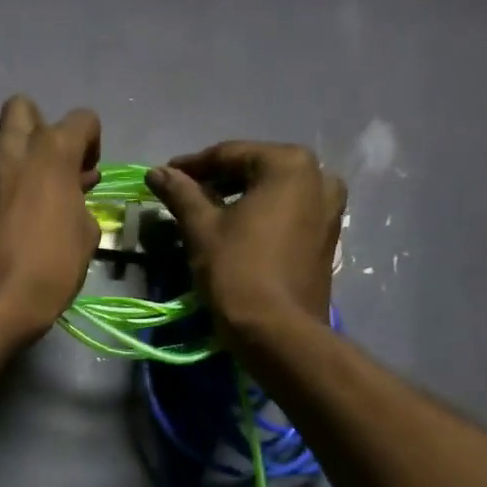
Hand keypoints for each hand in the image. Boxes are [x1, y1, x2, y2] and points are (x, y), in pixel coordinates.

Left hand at [0, 96, 101, 340]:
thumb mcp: (86, 236)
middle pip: (22, 108)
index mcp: (49, 152)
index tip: (90, 174)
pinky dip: (1, 191)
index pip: (81, 119)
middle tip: (54, 166)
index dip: (91, 142)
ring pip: (1, 148)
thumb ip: (82, 202)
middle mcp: (10, 152)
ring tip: (34, 202)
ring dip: (18, 163)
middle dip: (41, 127)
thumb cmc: (49, 268)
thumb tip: (73, 194)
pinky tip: (11, 224)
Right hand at [148, 142, 345, 341]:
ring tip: (204, 213)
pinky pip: (287, 212)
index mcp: (289, 164)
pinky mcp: (327, 236)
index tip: (163, 175)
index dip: (192, 166)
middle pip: (254, 169)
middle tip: (182, 194)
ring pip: (272, 192)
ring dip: (238, 198)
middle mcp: (318, 176)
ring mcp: (329, 207)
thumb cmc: (237, 270)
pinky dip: (259, 214)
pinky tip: (233, 229)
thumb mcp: (201, 227)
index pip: (229, 154)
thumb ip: (180, 192)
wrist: (278, 331)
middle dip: (216, 181)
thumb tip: (156, 171)